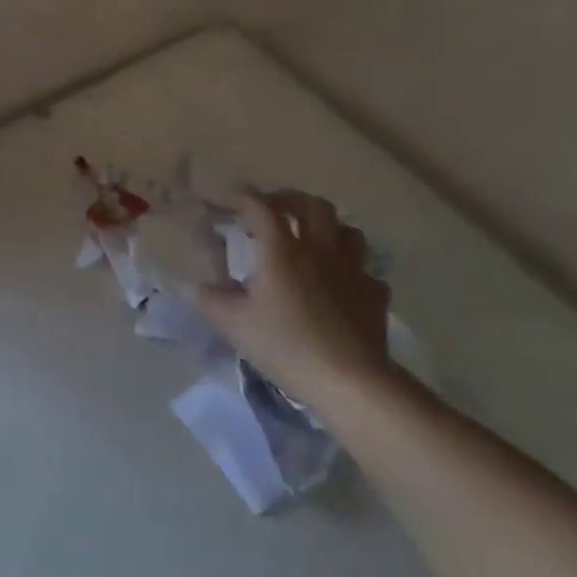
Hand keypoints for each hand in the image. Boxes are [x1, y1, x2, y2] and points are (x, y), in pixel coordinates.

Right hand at [197, 189, 393, 400]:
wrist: (350, 380)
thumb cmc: (285, 345)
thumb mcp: (233, 324)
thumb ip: (211, 299)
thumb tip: (201, 286)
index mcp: (282, 251)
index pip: (261, 208)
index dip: (242, 197)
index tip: (226, 197)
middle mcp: (320, 250)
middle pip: (312, 206)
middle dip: (290, 200)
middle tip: (272, 208)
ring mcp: (353, 270)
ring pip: (346, 230)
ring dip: (326, 226)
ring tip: (310, 237)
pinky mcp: (374, 294)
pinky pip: (364, 268)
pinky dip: (348, 267)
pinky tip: (339, 282)